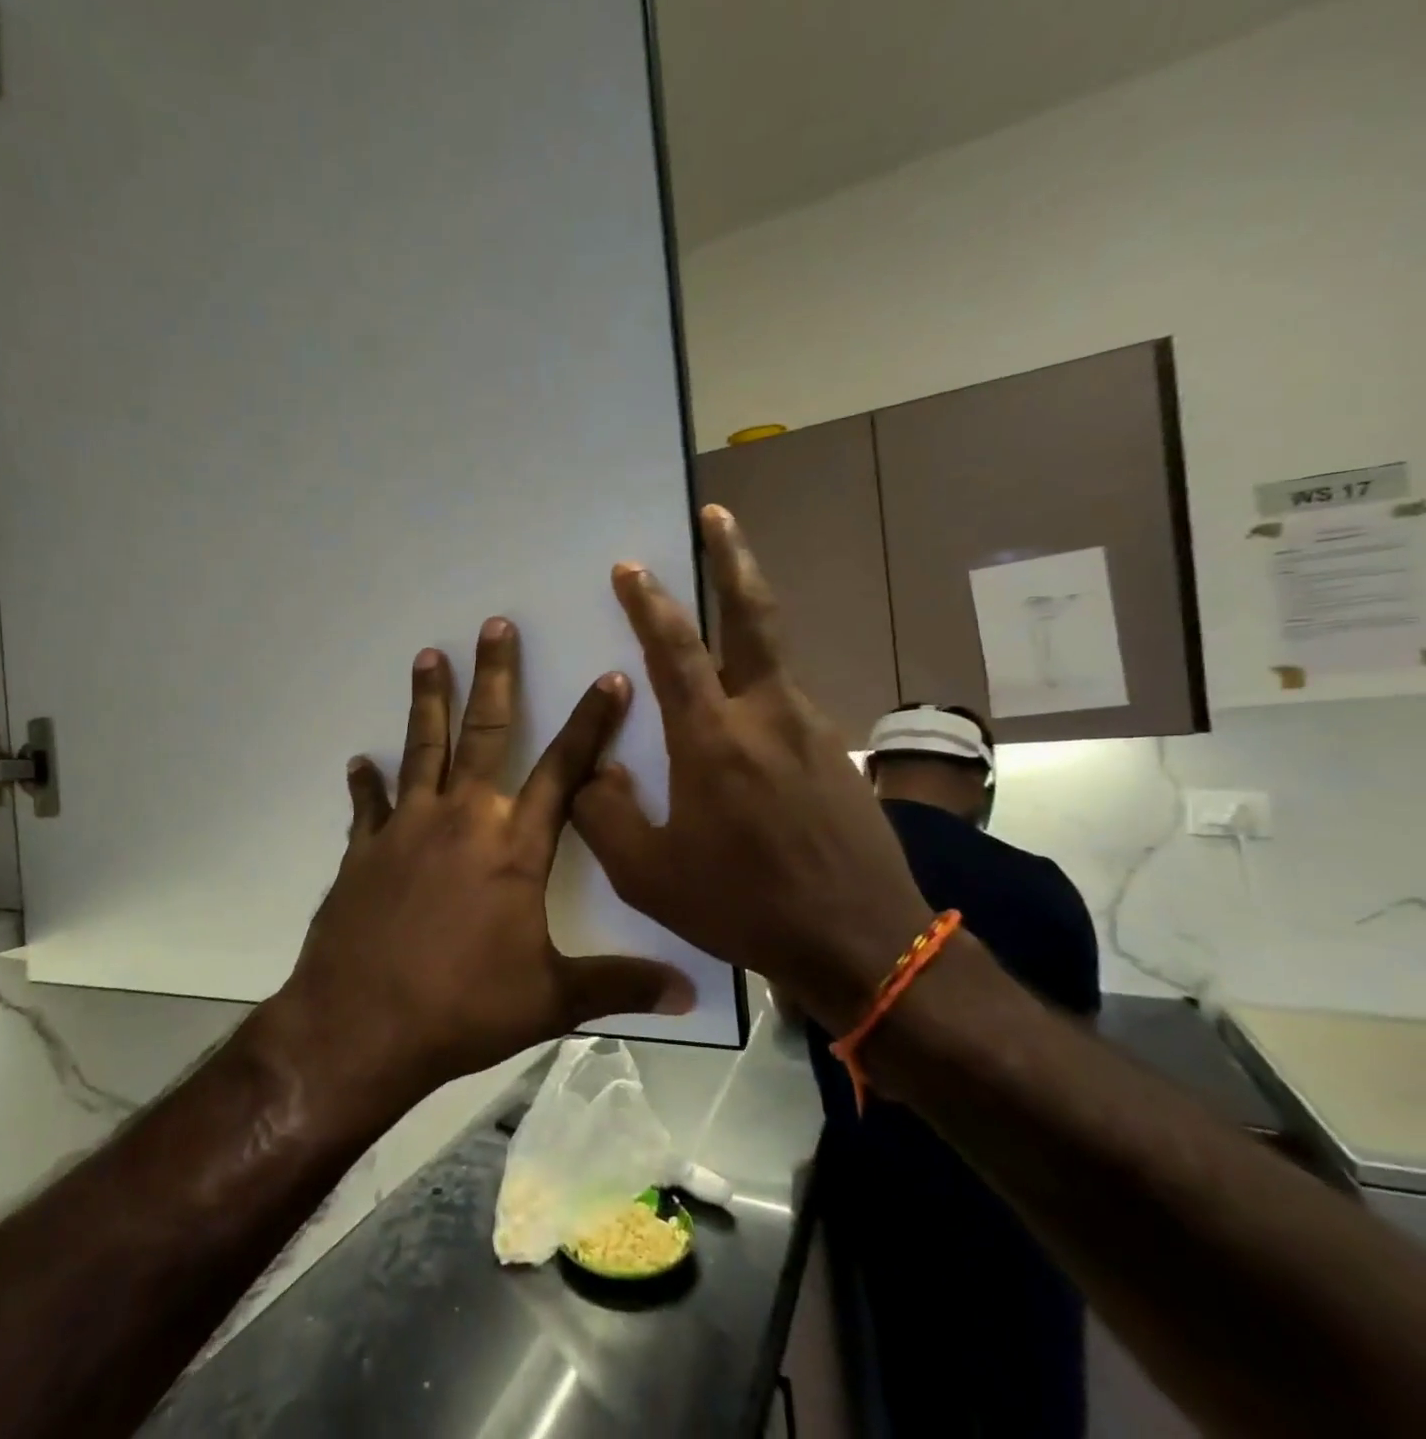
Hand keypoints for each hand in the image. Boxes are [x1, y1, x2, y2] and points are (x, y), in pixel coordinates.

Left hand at [263, 618, 695, 1105]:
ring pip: (422, 748)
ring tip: (428, 656)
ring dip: (428, 701)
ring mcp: (407, 828)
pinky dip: (366, 783)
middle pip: (486, 733)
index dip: (591, 723)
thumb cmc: (463, 1008)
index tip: (608, 678)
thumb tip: (691, 995)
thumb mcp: (551, 1000)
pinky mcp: (364, 850)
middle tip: (494, 624)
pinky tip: (360, 761)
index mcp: (515, 847)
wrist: (362, 1025)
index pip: (565, 770)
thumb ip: (619, 986)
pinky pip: (368, 805)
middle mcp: (462, 820)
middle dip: (495, 676)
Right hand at [572, 506, 934, 1031]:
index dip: (648, 602)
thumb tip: (594, 771)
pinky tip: (743, 718)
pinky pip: (786, 701)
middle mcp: (767, 714)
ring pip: (773, 656)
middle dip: (731, 557)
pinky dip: (759, 684)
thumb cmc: (742, 905)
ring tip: (716, 611)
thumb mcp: (647, 874)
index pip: (674, 648)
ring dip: (745, 620)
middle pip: (752, 615)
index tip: (631, 566)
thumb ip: (604, 814)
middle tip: (717, 514)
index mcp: (712, 738)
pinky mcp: (837, 752)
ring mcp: (812, 728)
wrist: (862, 942)